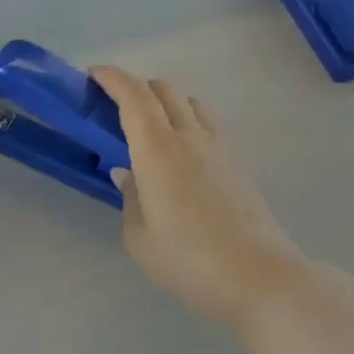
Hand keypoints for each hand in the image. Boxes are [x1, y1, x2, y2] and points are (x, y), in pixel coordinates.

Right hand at [90, 66, 299, 324]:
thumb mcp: (139, 237)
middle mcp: (189, 138)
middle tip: (113, 108)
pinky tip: (179, 154)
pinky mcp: (237, 165)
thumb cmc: (188, 259)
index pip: (133, 96)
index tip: (93, 75)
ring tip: (148, 130)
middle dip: (134, 88)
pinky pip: (207, 125)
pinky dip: (186, 122)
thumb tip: (127, 173)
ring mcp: (218, 149)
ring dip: (164, 103)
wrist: (260, 278)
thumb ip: (130, 197)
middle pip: (163, 90)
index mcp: (157, 150)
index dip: (112, 78)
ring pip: (189, 103)